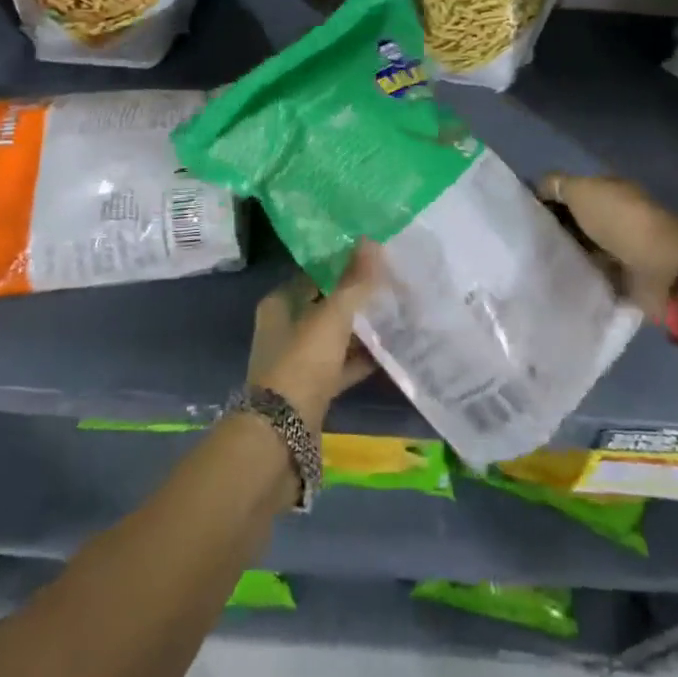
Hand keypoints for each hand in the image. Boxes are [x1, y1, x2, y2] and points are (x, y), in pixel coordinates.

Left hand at [247, 247, 380, 433]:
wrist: (282, 436)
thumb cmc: (302, 363)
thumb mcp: (331, 317)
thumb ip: (354, 281)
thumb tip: (371, 240)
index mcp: (279, 304)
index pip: (313, 274)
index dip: (342, 265)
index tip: (374, 259)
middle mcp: (285, 329)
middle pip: (325, 306)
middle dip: (355, 298)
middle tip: (391, 285)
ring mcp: (298, 361)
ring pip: (335, 337)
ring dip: (361, 330)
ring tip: (397, 314)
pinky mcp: (312, 390)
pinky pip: (341, 366)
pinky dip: (361, 359)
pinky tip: (390, 353)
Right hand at [538, 174, 677, 317]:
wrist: (661, 272)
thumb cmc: (621, 222)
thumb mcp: (582, 191)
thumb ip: (557, 184)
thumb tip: (538, 187)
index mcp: (613, 189)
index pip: (575, 188)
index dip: (550, 196)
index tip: (524, 210)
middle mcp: (619, 214)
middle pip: (579, 217)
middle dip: (555, 225)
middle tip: (526, 236)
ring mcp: (623, 246)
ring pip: (583, 245)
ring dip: (566, 251)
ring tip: (534, 258)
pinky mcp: (624, 276)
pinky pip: (592, 271)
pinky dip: (578, 273)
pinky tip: (555, 275)